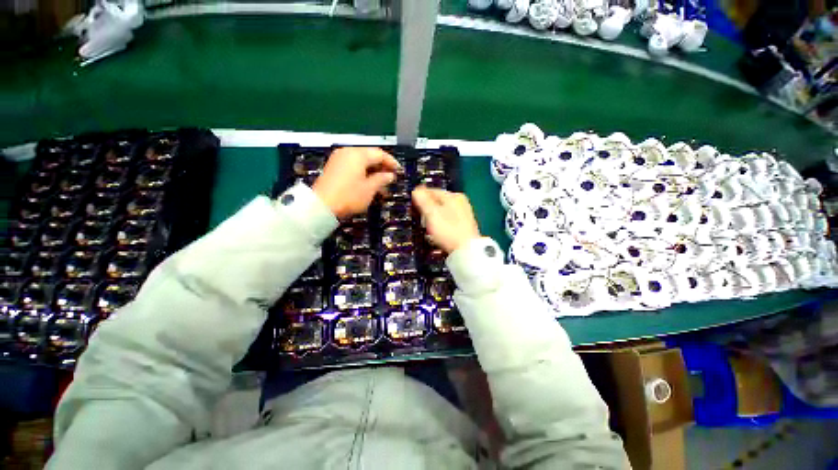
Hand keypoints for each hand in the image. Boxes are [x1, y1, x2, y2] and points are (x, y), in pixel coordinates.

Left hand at [313, 147, 400, 218]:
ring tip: (381, 185)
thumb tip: (390, 175)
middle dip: (382, 167)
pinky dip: (363, 173)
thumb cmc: (349, 196)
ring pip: (361, 162)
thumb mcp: (370, 189)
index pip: (379, 154)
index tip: (400, 171)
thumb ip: (382, 179)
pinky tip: (368, 184)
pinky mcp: (334, 167)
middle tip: (391, 178)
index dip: (391, 162)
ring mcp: (339, 159)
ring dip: (373, 171)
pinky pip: (353, 166)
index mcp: (358, 154)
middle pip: (370, 156)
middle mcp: (348, 152)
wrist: (321, 205)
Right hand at [412, 186, 480, 253]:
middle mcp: (461, 203)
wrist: (466, 251)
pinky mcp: (464, 226)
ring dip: (433, 218)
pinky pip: (447, 221)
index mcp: (454, 196)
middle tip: (419, 217)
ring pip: (442, 212)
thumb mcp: (432, 214)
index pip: (432, 191)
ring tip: (427, 227)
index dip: (420, 196)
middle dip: (427, 209)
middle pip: (437, 202)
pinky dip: (441, 224)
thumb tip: (416, 191)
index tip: (412, 204)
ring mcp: (464, 214)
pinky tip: (438, 233)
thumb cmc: (448, 232)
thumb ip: (423, 201)